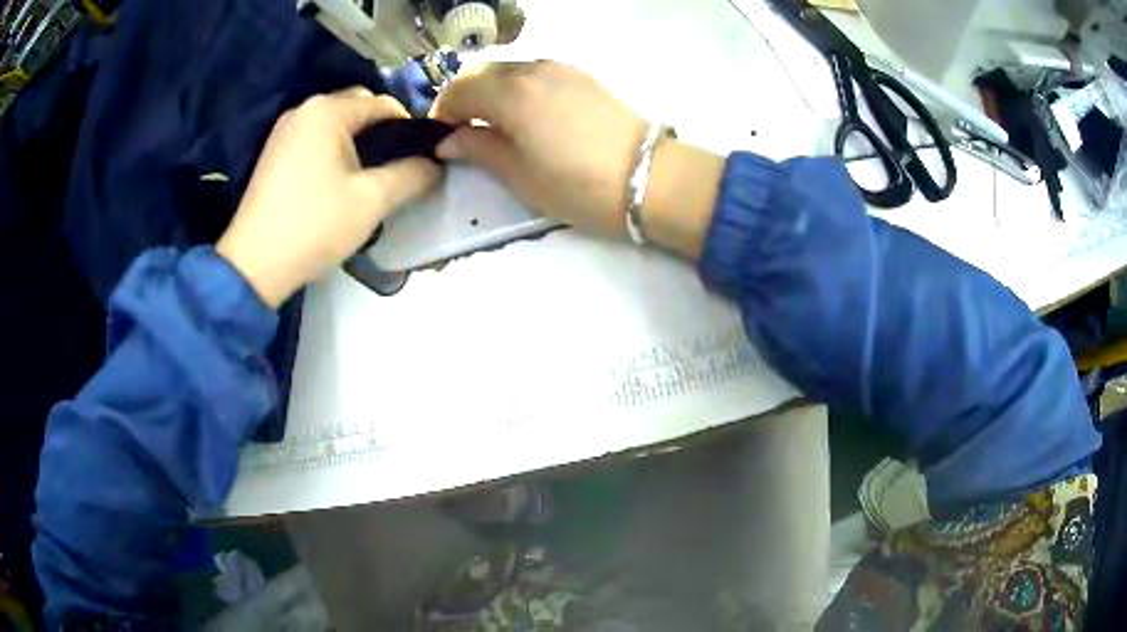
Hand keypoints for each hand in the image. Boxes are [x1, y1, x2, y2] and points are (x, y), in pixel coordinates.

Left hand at [217, 88, 440, 307]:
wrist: (253, 265)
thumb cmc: (314, 227)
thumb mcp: (372, 202)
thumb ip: (412, 175)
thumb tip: (436, 165)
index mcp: (328, 111)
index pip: (384, 104)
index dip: (408, 129)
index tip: (418, 161)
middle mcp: (305, 109)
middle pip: (358, 107)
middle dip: (381, 133)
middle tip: (392, 170)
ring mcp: (284, 129)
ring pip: (335, 123)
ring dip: (356, 142)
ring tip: (366, 177)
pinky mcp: (273, 150)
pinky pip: (314, 136)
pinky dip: (332, 149)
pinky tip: (335, 180)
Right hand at [432, 61, 645, 235]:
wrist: (651, 177)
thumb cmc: (578, 185)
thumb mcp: (519, 175)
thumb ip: (478, 149)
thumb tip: (449, 141)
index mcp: (510, 92)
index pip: (459, 90)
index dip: (442, 113)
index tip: (440, 138)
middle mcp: (533, 69)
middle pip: (482, 73)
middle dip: (464, 98)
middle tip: (463, 131)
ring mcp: (561, 69)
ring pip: (510, 69)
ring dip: (491, 91)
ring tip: (494, 125)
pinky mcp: (583, 76)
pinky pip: (536, 73)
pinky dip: (518, 88)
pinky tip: (527, 115)